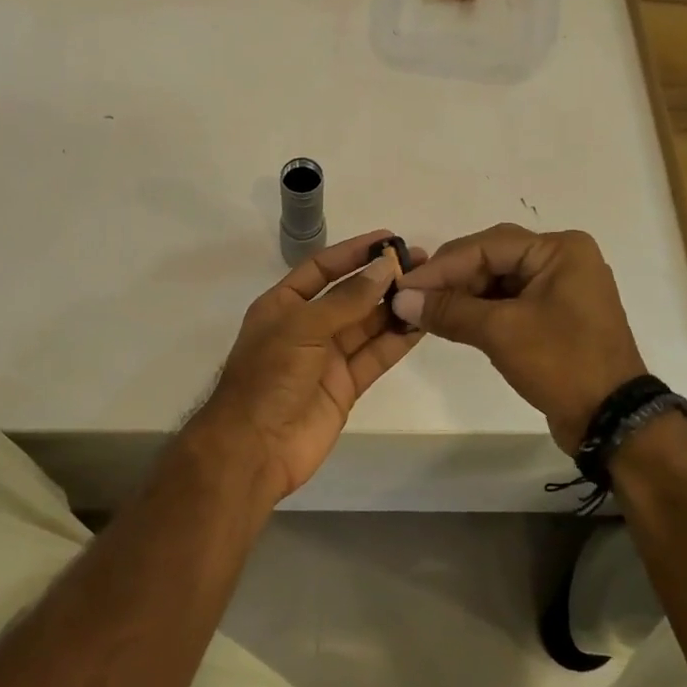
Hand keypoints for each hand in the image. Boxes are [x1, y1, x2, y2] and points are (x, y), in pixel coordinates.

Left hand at [188, 230, 424, 504]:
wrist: (255, 447)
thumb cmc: (268, 377)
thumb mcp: (303, 327)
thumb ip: (347, 299)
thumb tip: (384, 267)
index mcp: (283, 305)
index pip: (322, 268)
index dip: (353, 252)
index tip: (389, 238)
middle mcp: (306, 327)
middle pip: (350, 295)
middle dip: (382, 278)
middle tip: (423, 263)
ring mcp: (327, 358)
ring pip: (367, 325)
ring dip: (395, 307)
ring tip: (430, 287)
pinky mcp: (346, 385)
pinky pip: (375, 356)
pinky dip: (397, 341)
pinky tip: (422, 323)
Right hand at [390, 224, 645, 453]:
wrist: (610, 419)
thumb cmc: (561, 363)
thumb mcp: (501, 332)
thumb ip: (448, 310)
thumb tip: (401, 299)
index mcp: (559, 250)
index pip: (486, 246)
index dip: (441, 267)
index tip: (403, 285)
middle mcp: (562, 259)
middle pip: (492, 258)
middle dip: (450, 279)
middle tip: (411, 297)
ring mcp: (560, 288)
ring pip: (497, 281)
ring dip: (462, 296)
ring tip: (425, 311)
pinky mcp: (555, 315)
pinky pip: (509, 302)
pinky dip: (479, 311)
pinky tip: (451, 321)